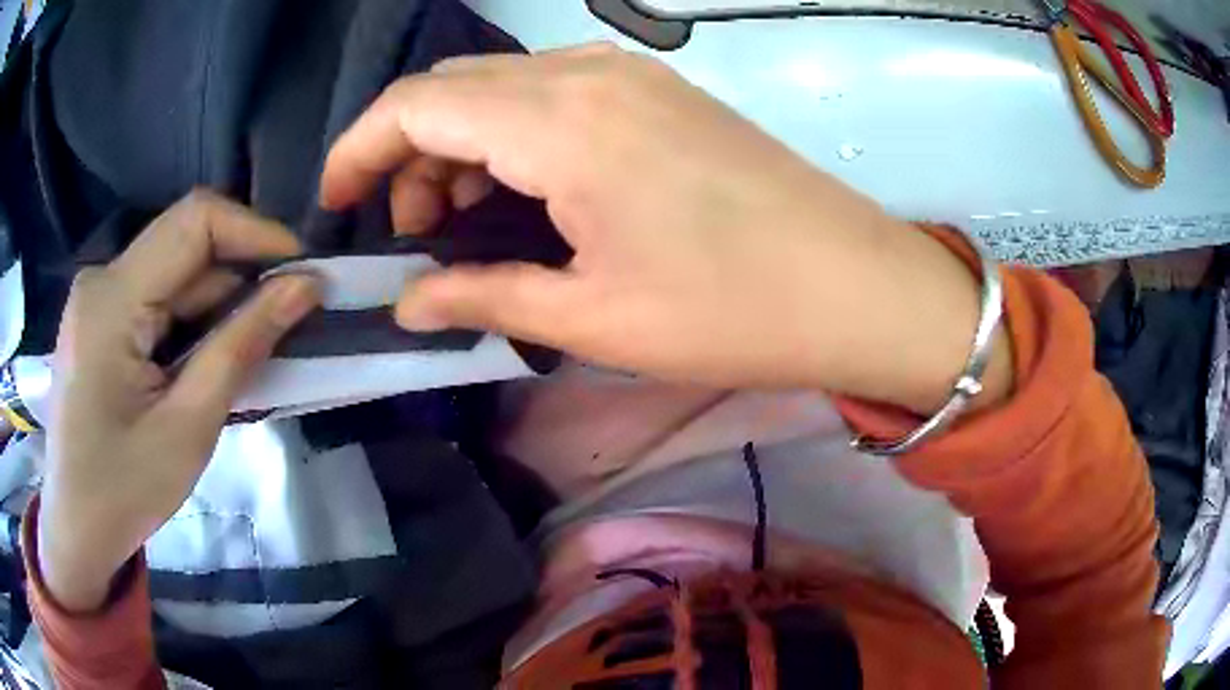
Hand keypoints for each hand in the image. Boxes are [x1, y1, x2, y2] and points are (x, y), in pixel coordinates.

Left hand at [39, 192, 318, 612]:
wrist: (77, 528)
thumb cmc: (124, 491)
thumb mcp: (188, 426)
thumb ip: (241, 346)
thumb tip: (305, 286)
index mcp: (112, 298)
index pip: (194, 220)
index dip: (255, 232)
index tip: (301, 273)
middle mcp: (102, 279)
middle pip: (184, 246)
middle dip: (240, 276)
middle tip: (287, 322)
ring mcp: (98, 298)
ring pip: (173, 274)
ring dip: (217, 306)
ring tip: (249, 354)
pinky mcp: (100, 319)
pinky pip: (156, 299)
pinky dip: (191, 322)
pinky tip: (205, 363)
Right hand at [321, 46, 1010, 412]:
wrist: (855, 287)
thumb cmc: (730, 311)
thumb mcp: (590, 318)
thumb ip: (481, 297)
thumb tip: (409, 304)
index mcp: (557, 121)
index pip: (413, 106)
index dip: (358, 150)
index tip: (336, 202)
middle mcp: (585, 74)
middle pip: (451, 89)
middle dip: (407, 153)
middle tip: (414, 232)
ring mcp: (628, 75)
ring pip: (500, 88)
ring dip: (460, 144)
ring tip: (462, 221)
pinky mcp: (659, 93)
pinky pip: (552, 94)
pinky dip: (512, 135)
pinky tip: (524, 192)